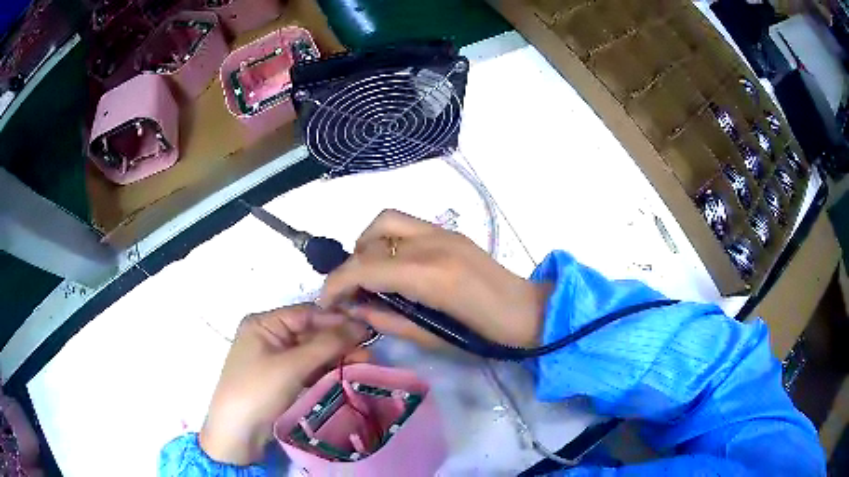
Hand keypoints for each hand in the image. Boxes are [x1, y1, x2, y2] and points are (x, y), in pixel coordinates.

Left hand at [199, 304, 367, 464]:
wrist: (237, 432)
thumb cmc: (258, 390)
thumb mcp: (291, 365)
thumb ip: (326, 344)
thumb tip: (360, 325)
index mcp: (264, 324)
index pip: (306, 314)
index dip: (335, 319)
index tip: (366, 327)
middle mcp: (269, 337)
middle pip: (310, 333)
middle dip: (339, 341)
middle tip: (369, 350)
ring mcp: (275, 360)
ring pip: (312, 353)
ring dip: (336, 357)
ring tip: (365, 363)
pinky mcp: (282, 380)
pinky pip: (308, 369)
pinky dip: (326, 371)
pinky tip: (347, 373)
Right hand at [319, 210, 550, 348]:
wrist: (527, 311)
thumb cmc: (485, 335)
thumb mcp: (432, 337)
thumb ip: (388, 319)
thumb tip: (354, 308)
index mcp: (432, 275)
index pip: (366, 267)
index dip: (337, 283)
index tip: (326, 301)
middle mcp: (433, 244)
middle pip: (370, 242)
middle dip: (350, 267)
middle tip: (350, 293)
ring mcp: (442, 232)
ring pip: (385, 222)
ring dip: (366, 245)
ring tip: (369, 274)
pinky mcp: (449, 231)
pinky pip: (404, 224)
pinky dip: (386, 239)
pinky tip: (393, 265)